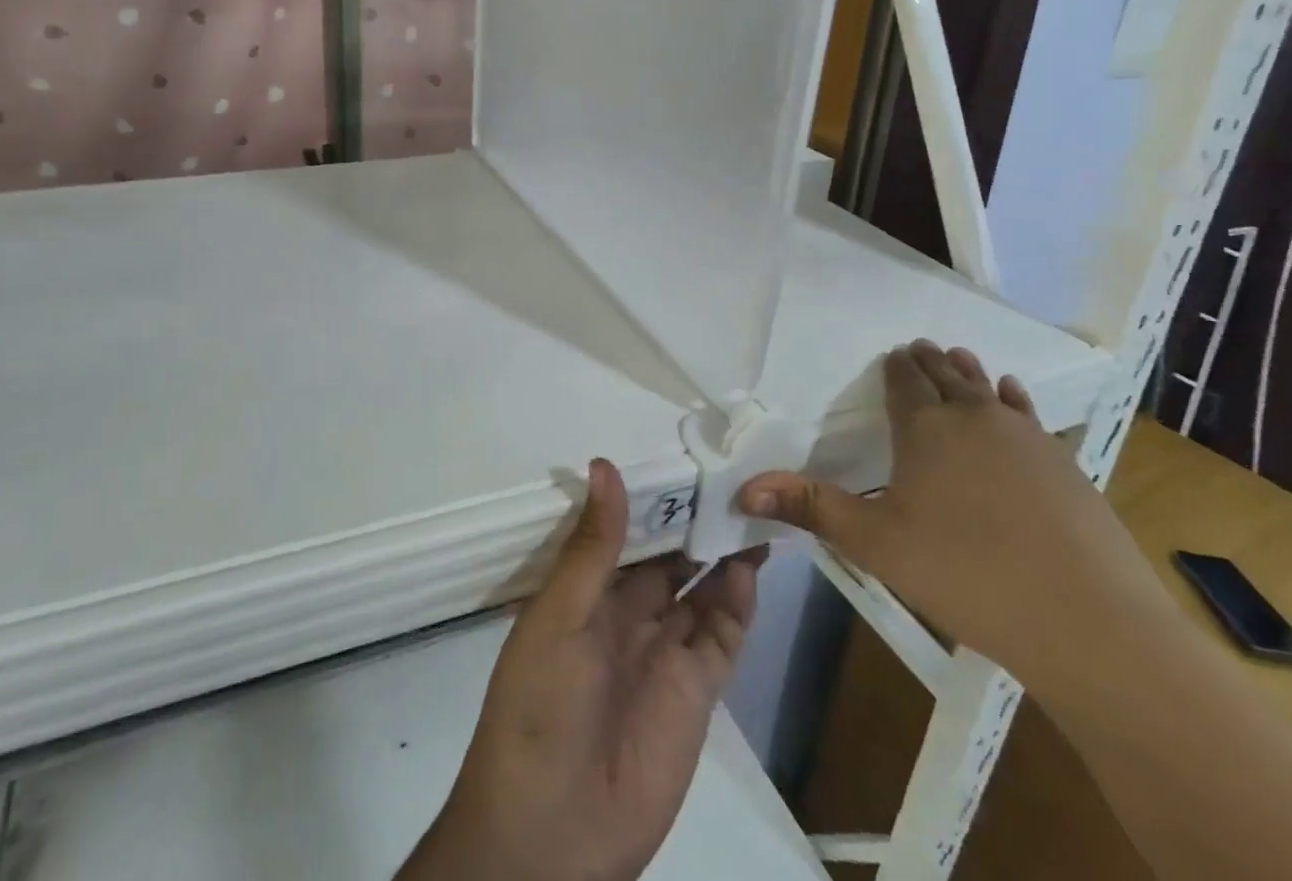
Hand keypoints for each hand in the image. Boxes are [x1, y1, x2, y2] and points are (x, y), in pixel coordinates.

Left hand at [400, 459, 763, 880]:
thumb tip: (605, 465)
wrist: (551, 831)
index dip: (651, 499)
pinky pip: (720, 637)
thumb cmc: (539, 704)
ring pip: (698, 590)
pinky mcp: (694, 692)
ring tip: (752, 511)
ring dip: (722, 556)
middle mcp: (625, 615)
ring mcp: (662, 652)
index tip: (682, 460)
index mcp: (584, 591)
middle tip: (731, 478)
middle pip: (666, 557)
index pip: (623, 532)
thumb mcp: (559, 614)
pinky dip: (736, 603)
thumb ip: (592, 546)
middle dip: (693, 522)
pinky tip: (749, 568)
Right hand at [738, 340, 1173, 692]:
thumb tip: (743, 489)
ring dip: (968, 371)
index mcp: (925, 429)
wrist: (1092, 625)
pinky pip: (1030, 415)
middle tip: (918, 345)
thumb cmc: (966, 575)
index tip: (891, 352)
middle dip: (928, 361)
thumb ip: (810, 508)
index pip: (904, 384)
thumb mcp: (875, 543)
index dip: (895, 368)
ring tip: (957, 354)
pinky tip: (1013, 394)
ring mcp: (1027, 439)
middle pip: (946, 377)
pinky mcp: (1066, 465)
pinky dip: (1015, 399)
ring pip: (988, 390)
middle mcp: (974, 419)